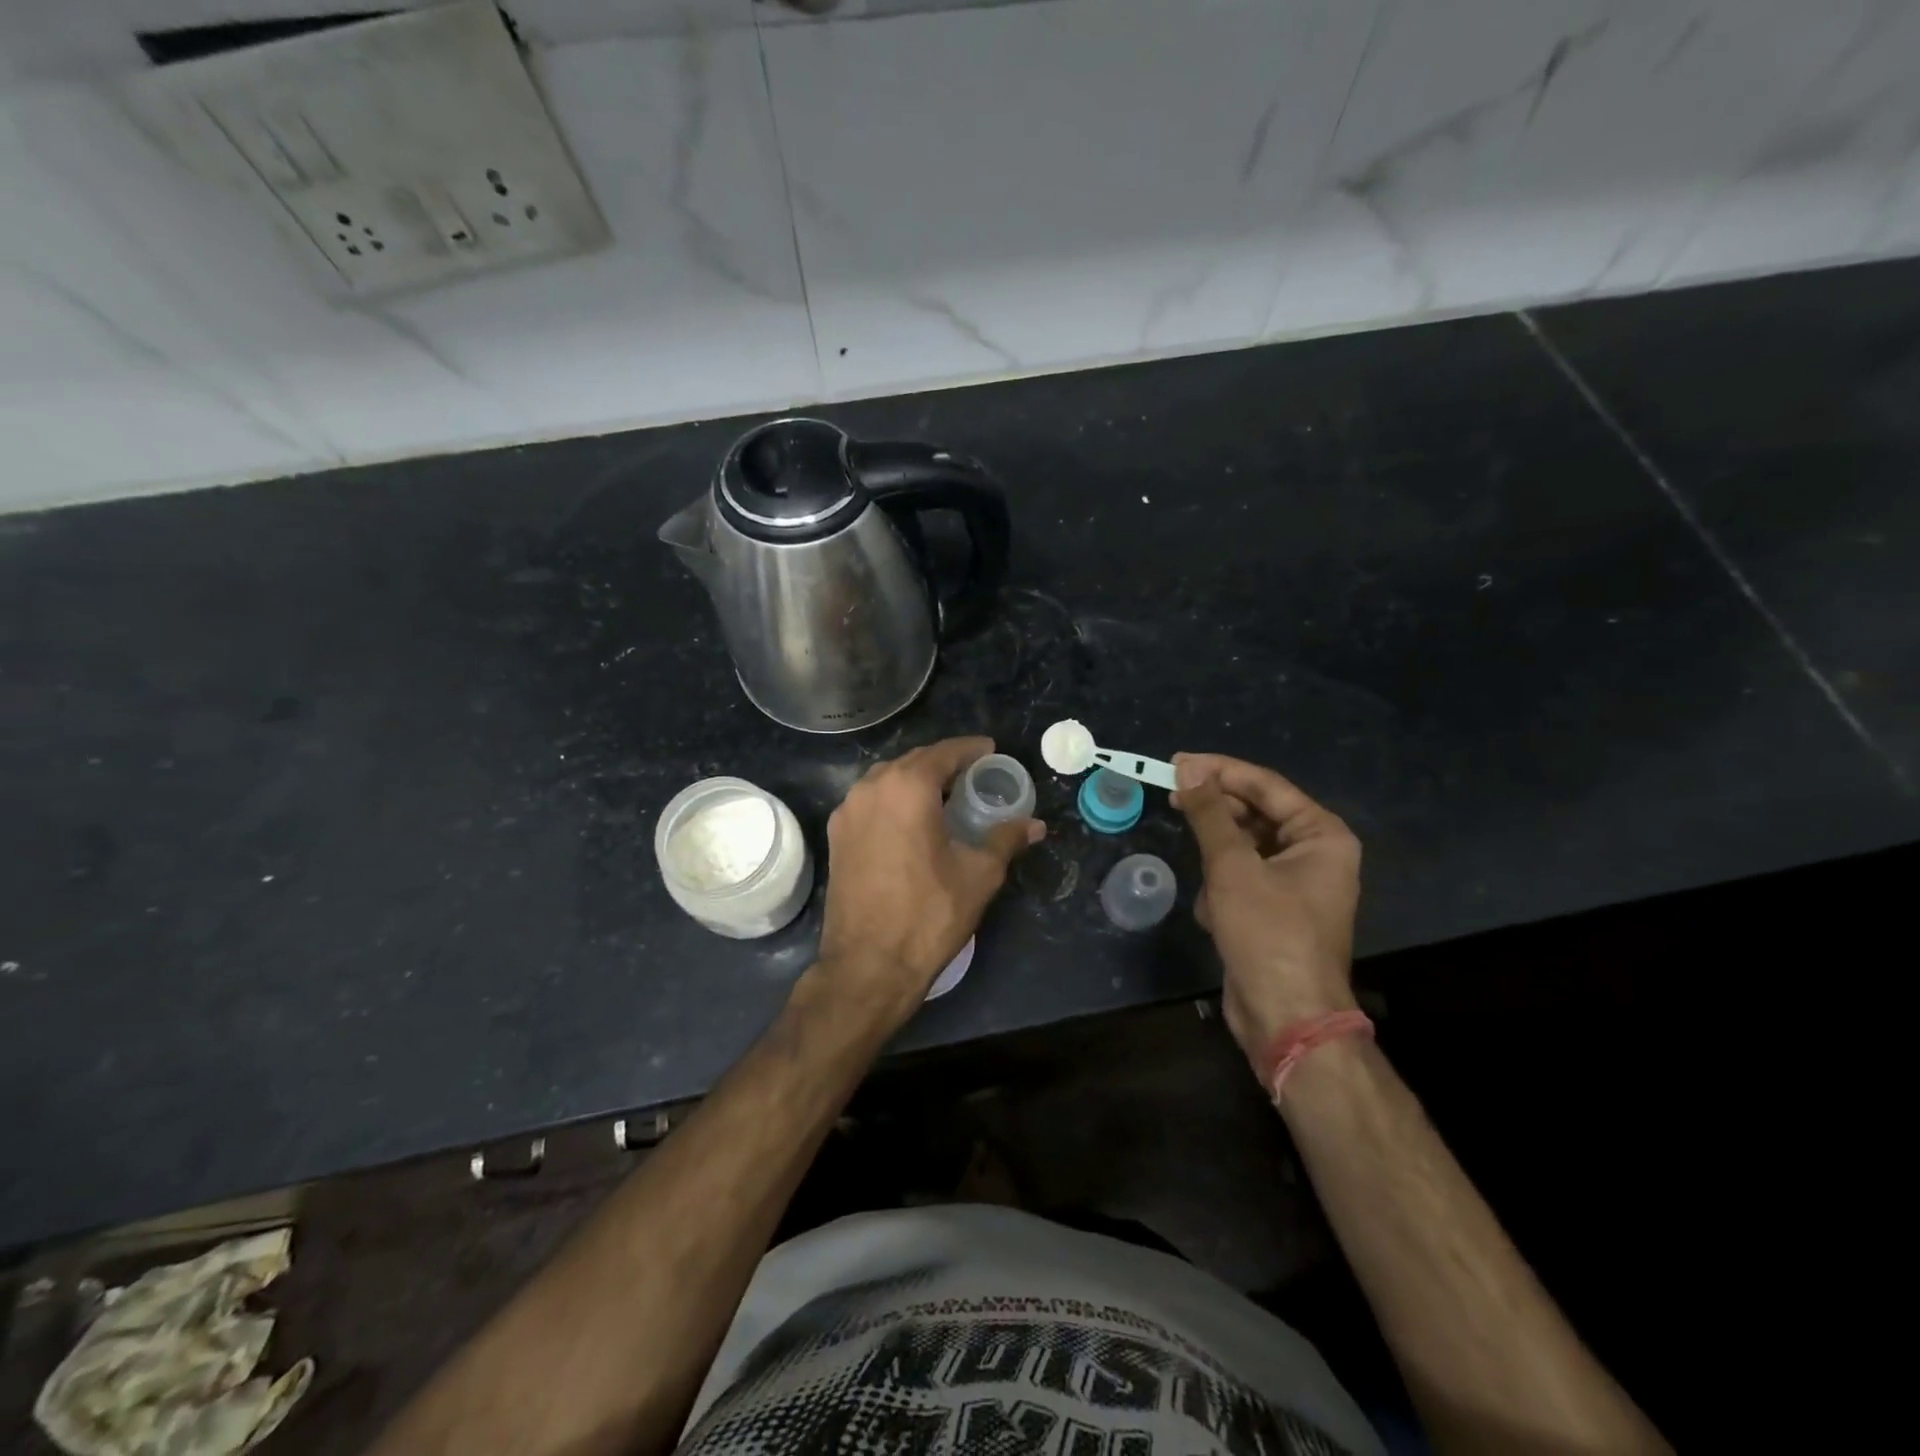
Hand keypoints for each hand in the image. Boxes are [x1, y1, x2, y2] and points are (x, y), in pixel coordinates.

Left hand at [815, 737, 1043, 1026]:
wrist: (867, 965)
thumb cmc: (928, 914)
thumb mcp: (978, 875)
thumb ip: (1006, 839)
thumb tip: (1035, 825)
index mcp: (907, 787)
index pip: (944, 752)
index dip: (971, 749)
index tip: (991, 750)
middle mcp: (871, 788)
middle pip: (914, 762)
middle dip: (944, 764)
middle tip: (974, 775)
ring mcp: (847, 811)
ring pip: (887, 780)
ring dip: (916, 780)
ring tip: (945, 796)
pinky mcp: (836, 836)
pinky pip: (870, 802)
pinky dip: (894, 800)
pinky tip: (912, 821)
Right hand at [1172, 753, 1361, 1067]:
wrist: (1285, 1016)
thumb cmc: (1267, 933)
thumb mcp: (1232, 867)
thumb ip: (1209, 813)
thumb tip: (1188, 767)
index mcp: (1321, 835)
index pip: (1265, 785)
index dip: (1219, 770)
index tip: (1176, 762)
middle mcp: (1314, 853)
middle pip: (1254, 814)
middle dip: (1215, 816)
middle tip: (1172, 798)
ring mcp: (1295, 883)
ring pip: (1242, 849)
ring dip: (1218, 865)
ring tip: (1210, 888)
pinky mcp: (1274, 909)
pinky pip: (1240, 879)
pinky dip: (1223, 892)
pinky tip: (1218, 918)